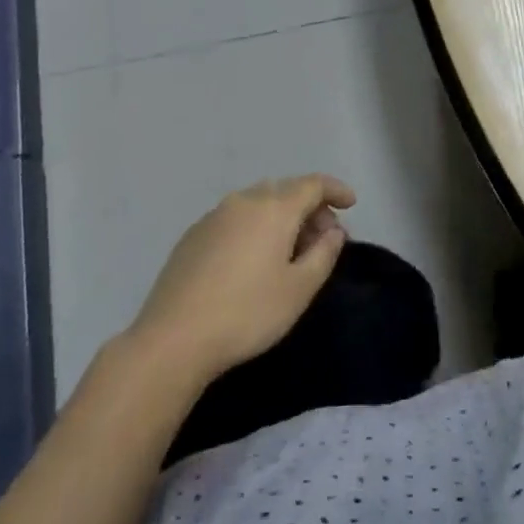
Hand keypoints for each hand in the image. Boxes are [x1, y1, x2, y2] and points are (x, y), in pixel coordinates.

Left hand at [128, 175, 355, 381]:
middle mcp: (244, 201)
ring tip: (290, 251)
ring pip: (258, 203)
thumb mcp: (299, 289)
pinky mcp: (192, 236)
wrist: (173, 339)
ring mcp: (214, 216)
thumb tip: (334, 232)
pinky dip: (255, 227)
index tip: (351, 204)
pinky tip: (253, 260)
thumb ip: (324, 254)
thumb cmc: (247, 313)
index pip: (313, 184)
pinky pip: (236, 219)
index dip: (336, 190)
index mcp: (274, 208)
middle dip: (310, 208)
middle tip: (323, 239)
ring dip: (281, 218)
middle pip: (285, 191)